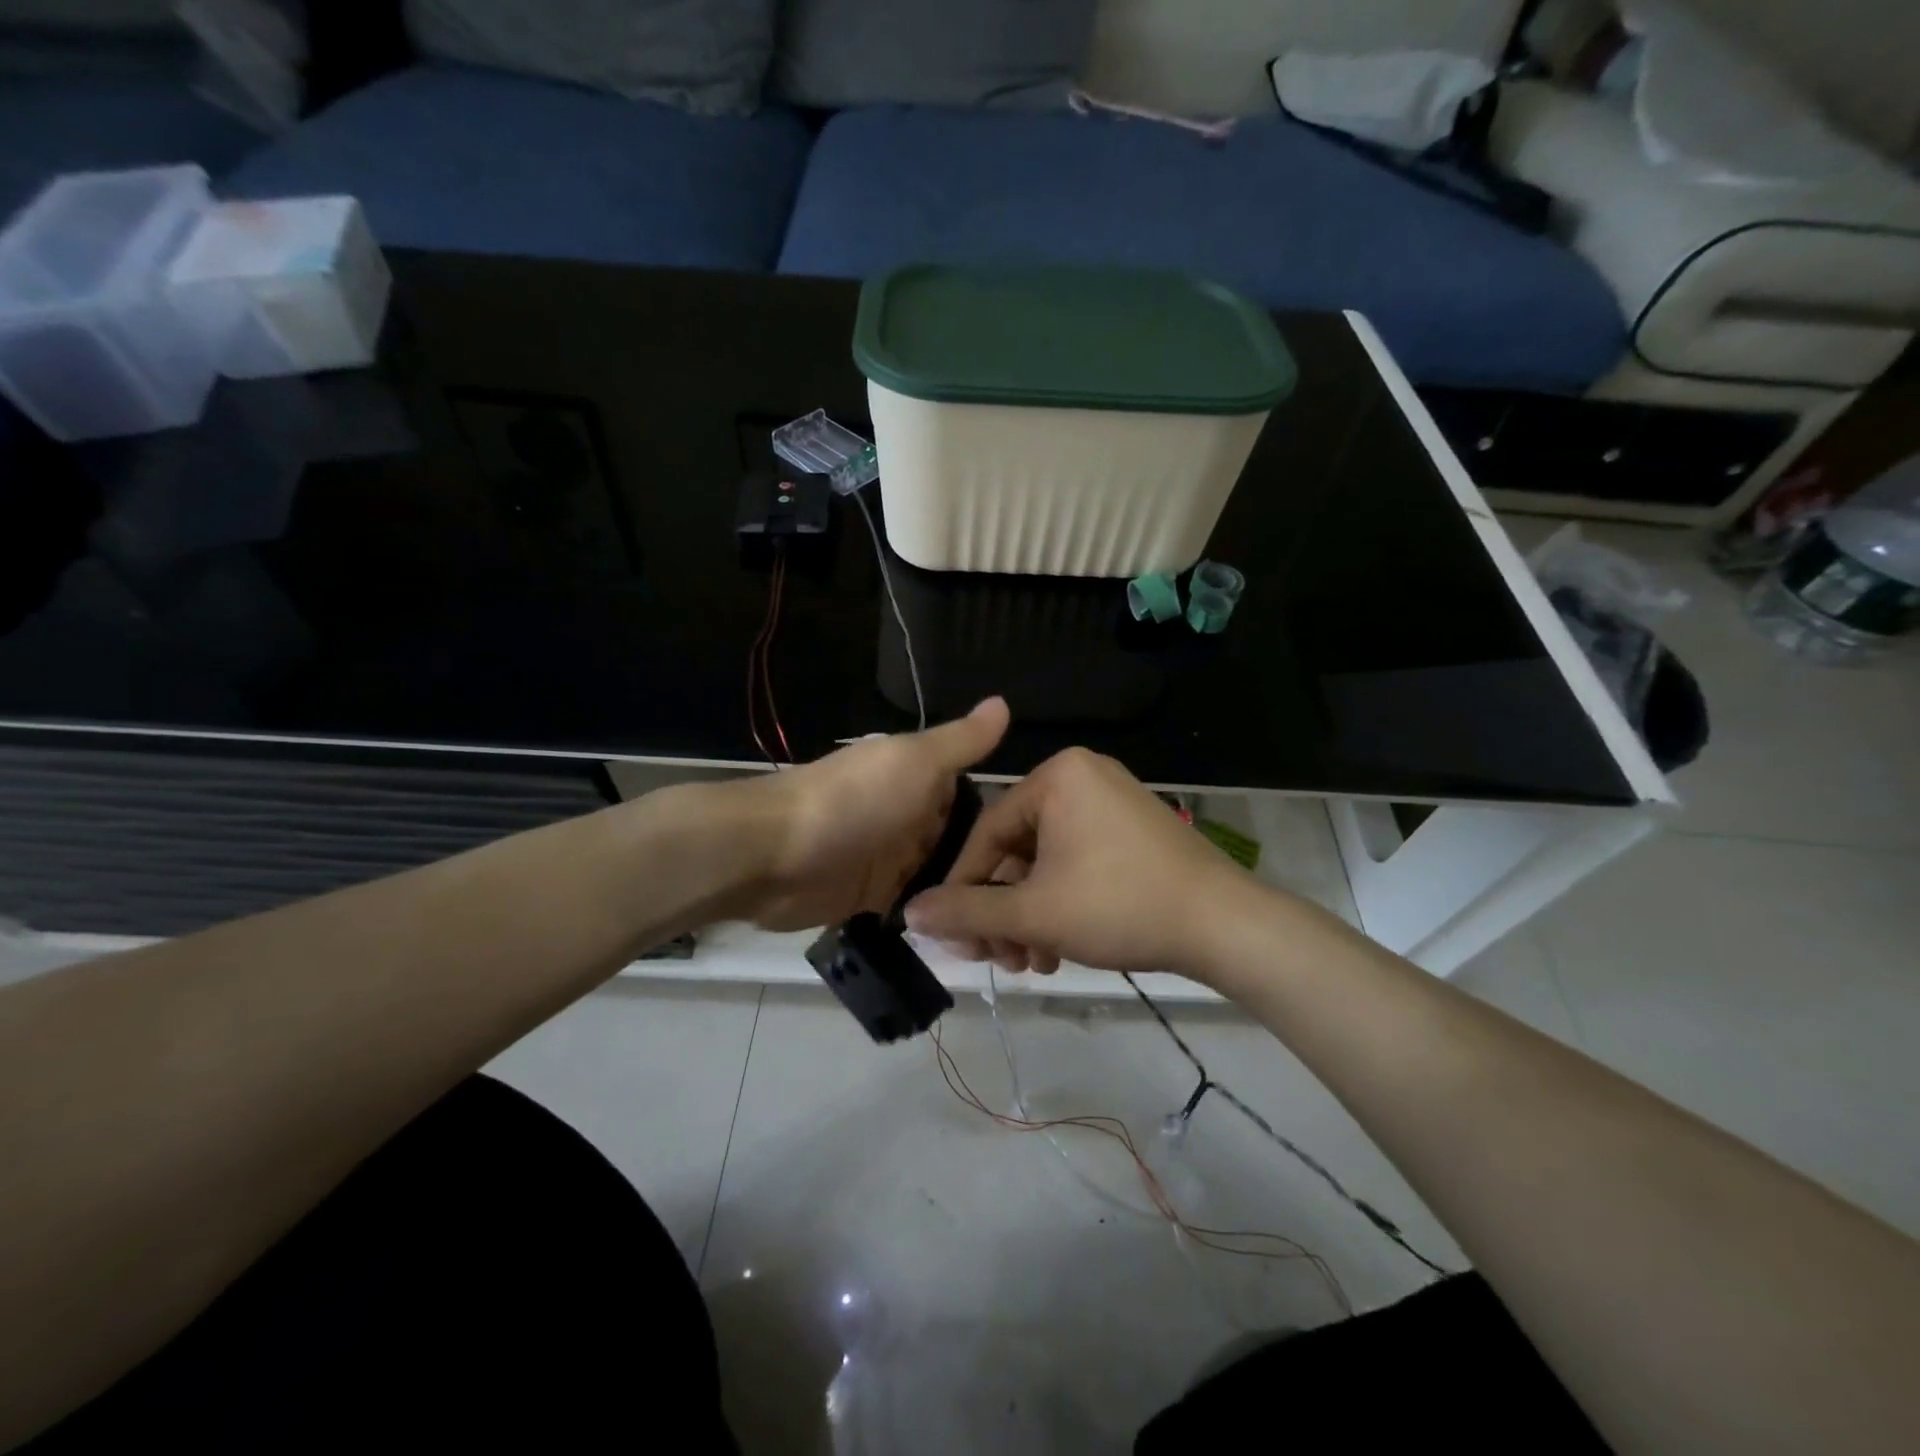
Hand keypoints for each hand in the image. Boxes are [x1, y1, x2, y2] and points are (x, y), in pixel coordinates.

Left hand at [722, 698, 1009, 931]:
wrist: (772, 854)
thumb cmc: (852, 801)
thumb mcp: (915, 761)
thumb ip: (961, 741)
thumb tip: (1004, 702)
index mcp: (918, 776)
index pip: (973, 795)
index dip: (1005, 819)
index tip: (1047, 849)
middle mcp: (907, 814)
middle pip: (959, 840)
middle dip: (989, 864)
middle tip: (1035, 897)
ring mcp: (888, 857)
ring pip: (940, 875)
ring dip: (964, 893)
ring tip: (1012, 924)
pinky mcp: (871, 897)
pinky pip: (914, 906)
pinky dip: (935, 915)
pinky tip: (969, 936)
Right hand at [904, 748, 1268, 981]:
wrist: (1225, 925)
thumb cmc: (1119, 905)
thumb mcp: (1035, 913)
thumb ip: (968, 911)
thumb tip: (910, 913)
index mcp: (1057, 777)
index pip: (987, 832)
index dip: (964, 888)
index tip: (952, 934)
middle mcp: (1082, 777)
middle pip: (1017, 850)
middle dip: (1003, 911)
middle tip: (996, 960)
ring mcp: (1111, 803)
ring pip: (1046, 862)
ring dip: (1030, 916)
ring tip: (1030, 964)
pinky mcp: (1132, 830)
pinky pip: (1077, 861)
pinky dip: (1061, 903)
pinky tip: (1058, 949)